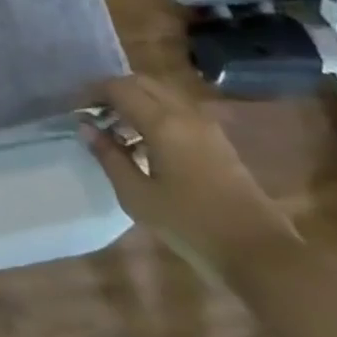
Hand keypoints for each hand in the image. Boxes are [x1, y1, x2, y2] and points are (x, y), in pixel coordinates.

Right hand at [81, 75, 300, 271]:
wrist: (260, 254)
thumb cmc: (192, 225)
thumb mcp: (138, 196)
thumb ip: (110, 157)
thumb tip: (87, 128)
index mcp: (162, 122)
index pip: (119, 87)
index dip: (93, 93)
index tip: (75, 109)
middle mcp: (184, 113)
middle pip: (141, 83)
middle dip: (113, 92)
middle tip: (94, 115)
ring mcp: (205, 125)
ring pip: (161, 94)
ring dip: (135, 102)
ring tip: (117, 131)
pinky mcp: (217, 141)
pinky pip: (177, 110)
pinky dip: (155, 114)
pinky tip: (146, 145)